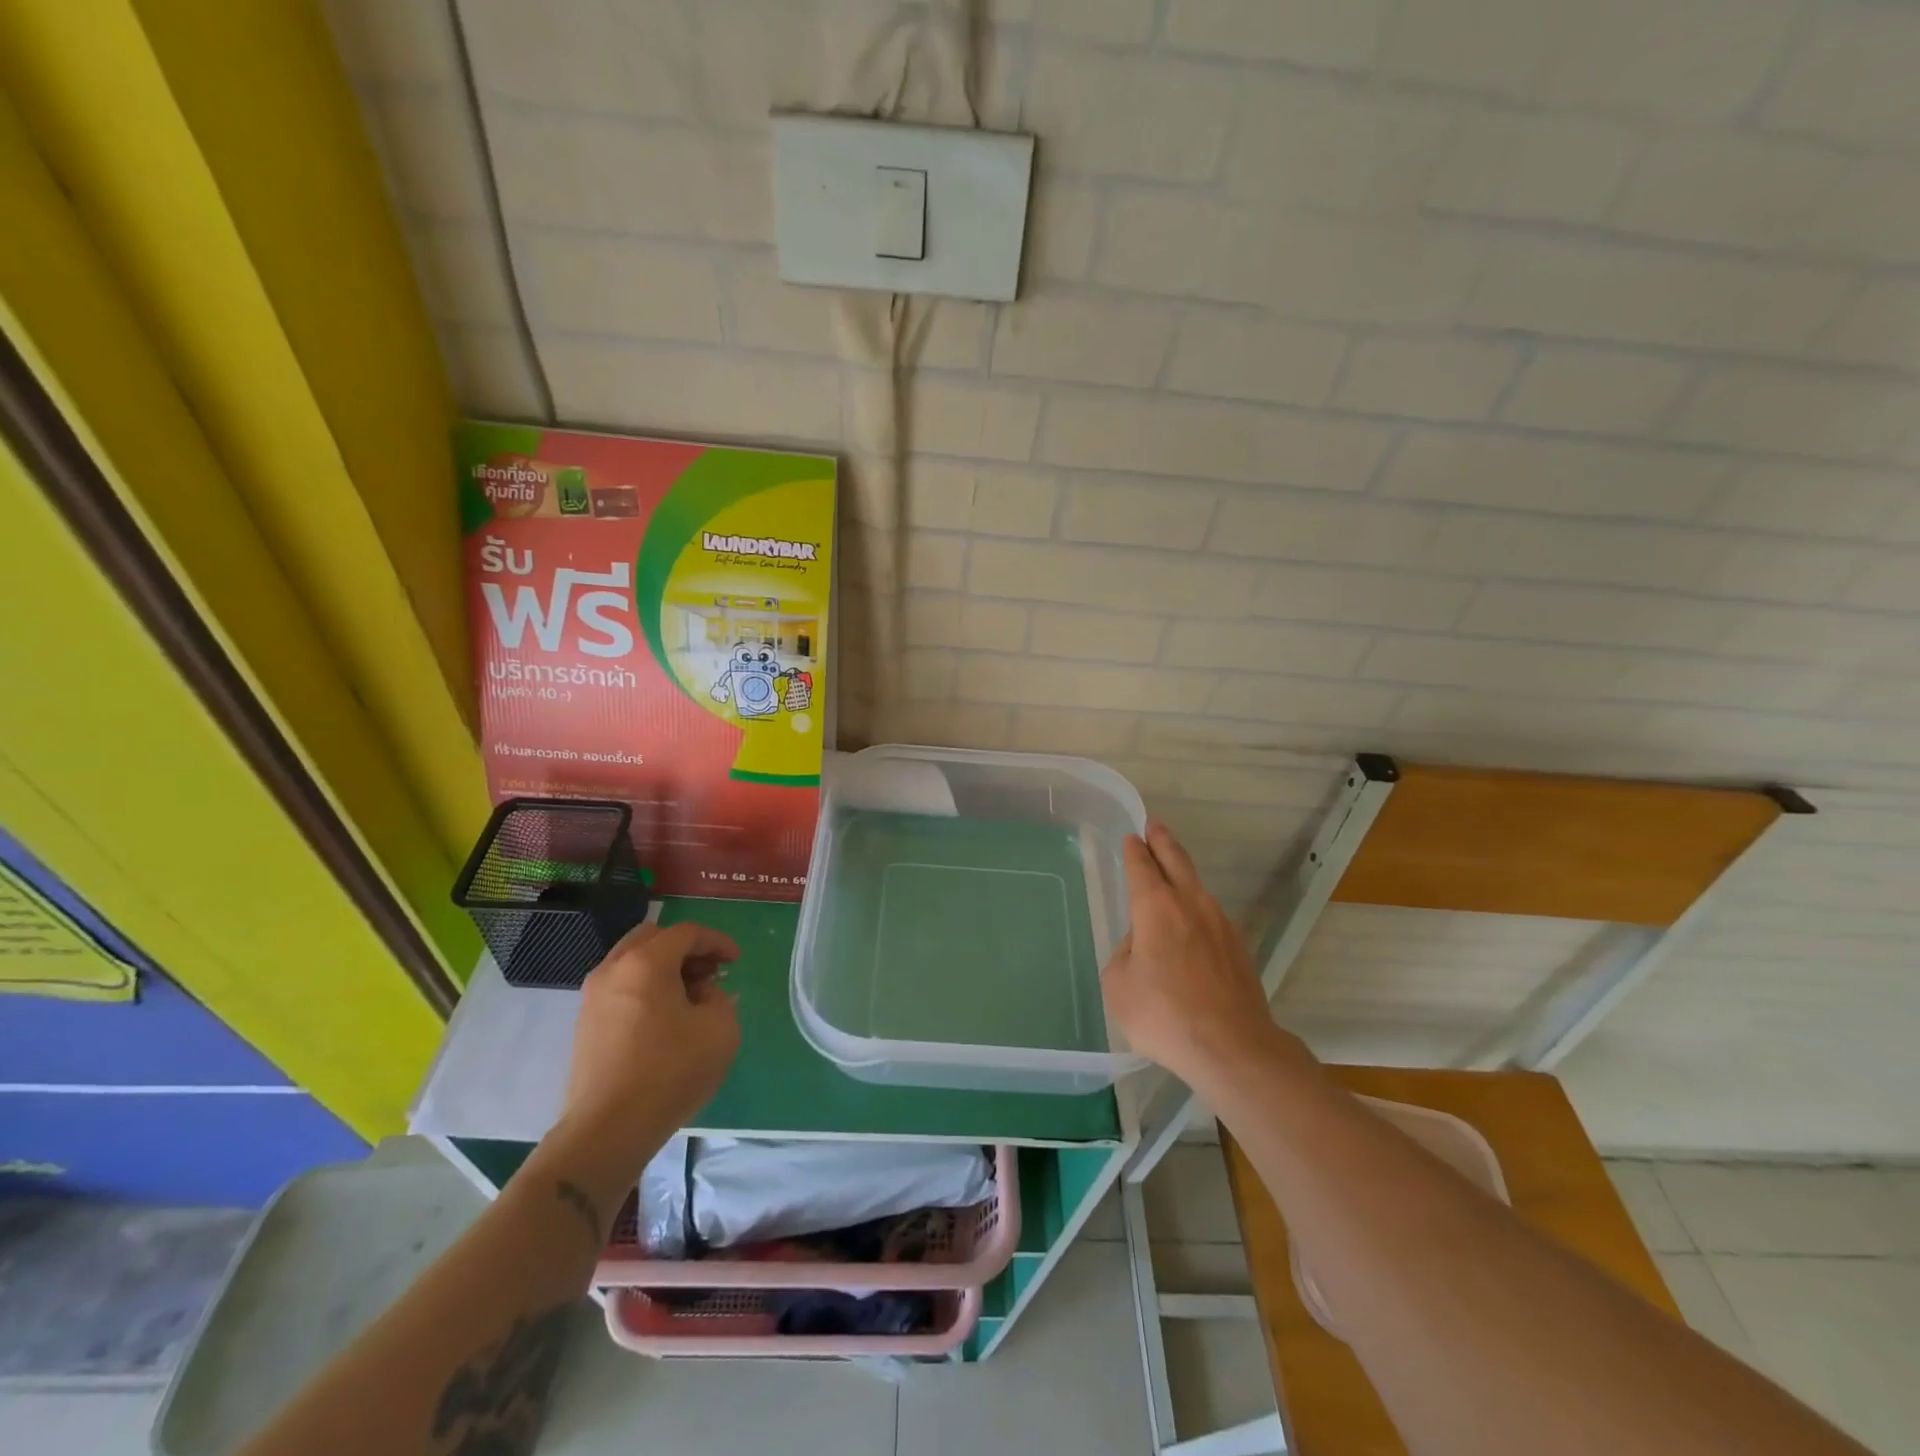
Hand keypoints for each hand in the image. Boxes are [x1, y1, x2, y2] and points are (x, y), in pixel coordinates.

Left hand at [560, 920, 741, 1177]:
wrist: (607, 1130)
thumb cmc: (670, 1071)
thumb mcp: (720, 1029)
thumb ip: (719, 998)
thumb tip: (702, 994)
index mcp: (646, 962)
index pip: (686, 933)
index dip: (716, 941)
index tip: (736, 961)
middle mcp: (613, 970)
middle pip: (652, 938)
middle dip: (685, 949)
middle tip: (709, 972)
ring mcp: (592, 997)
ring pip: (632, 962)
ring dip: (663, 968)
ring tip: (689, 997)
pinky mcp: (585, 1025)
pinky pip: (620, 988)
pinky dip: (645, 989)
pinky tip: (664, 1019)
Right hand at [1100, 823, 1280, 1084]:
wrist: (1232, 1047)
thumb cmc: (1164, 1015)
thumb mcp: (1119, 985)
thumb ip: (1125, 954)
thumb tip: (1142, 945)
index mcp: (1155, 907)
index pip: (1142, 867)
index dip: (1135, 851)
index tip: (1132, 838)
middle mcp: (1190, 904)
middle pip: (1176, 861)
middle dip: (1163, 842)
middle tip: (1155, 827)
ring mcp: (1220, 924)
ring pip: (1197, 887)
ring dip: (1182, 874)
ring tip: (1172, 871)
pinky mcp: (1239, 948)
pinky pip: (1211, 916)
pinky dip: (1196, 909)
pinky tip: (1191, 924)